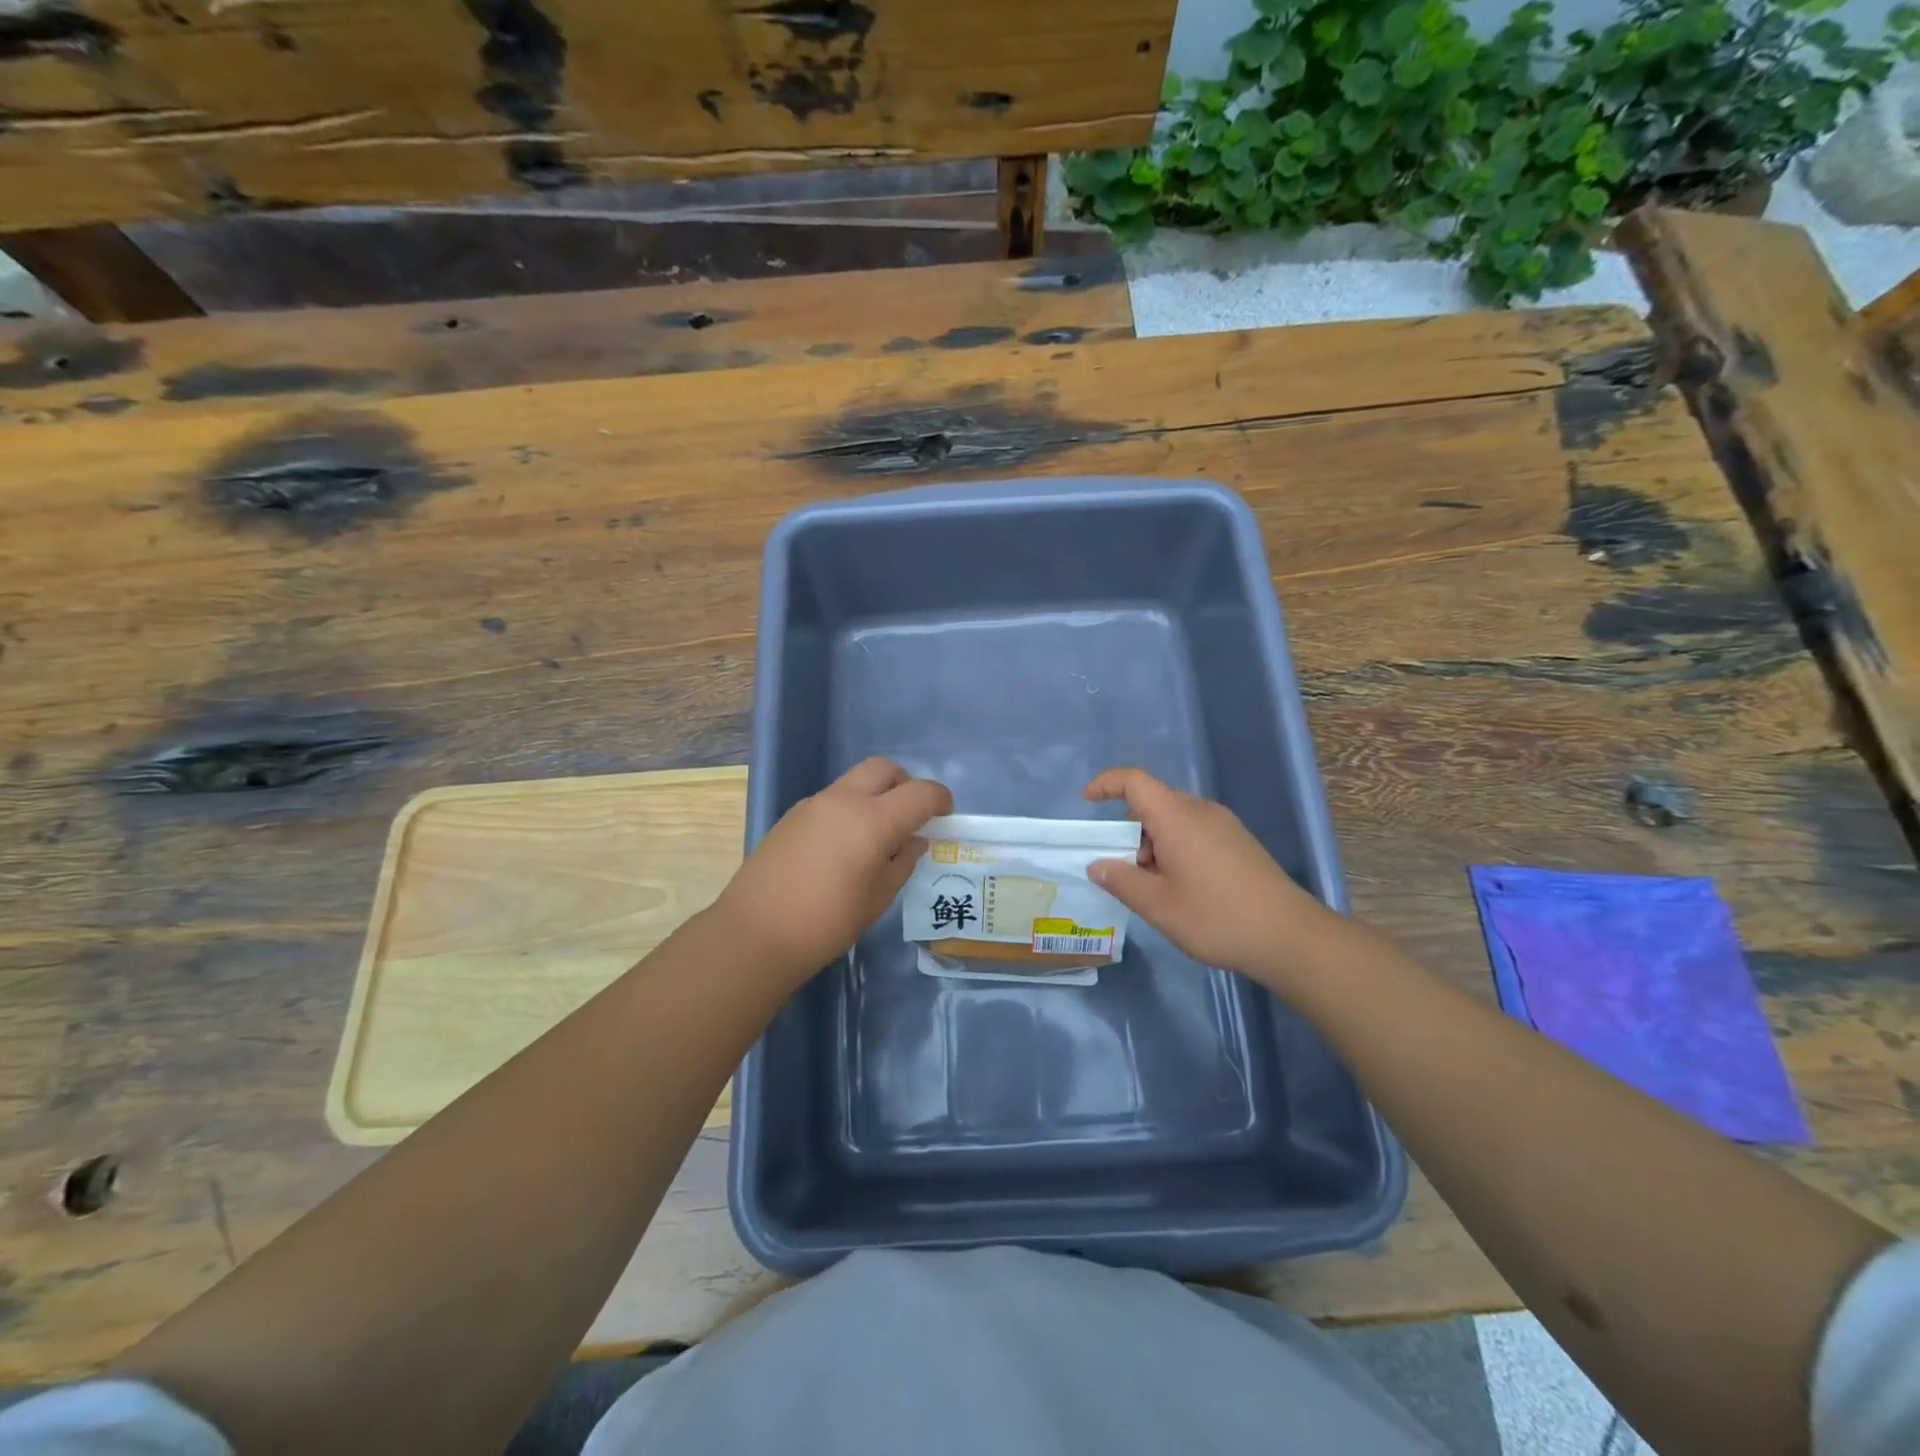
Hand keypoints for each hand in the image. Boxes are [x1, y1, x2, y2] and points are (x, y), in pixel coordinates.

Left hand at [716, 757, 951, 979]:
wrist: (755, 933)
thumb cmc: (827, 922)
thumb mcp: (878, 898)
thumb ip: (902, 862)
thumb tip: (912, 841)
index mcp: (873, 820)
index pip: (920, 793)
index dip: (940, 800)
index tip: (945, 816)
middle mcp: (844, 800)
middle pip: (884, 769)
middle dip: (905, 784)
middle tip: (910, 816)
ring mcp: (813, 804)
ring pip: (855, 781)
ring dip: (874, 796)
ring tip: (876, 837)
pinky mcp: (792, 816)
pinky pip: (832, 799)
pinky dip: (849, 809)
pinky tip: (843, 847)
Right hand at [1084, 767, 1332, 979]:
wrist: (1290, 937)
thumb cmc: (1216, 917)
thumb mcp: (1157, 905)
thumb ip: (1121, 881)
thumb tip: (1097, 865)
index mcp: (1177, 817)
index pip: (1134, 781)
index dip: (1106, 783)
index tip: (1087, 802)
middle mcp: (1201, 811)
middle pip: (1153, 803)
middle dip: (1129, 831)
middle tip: (1125, 872)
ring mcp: (1225, 825)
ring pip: (1174, 820)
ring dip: (1154, 844)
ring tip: (1156, 889)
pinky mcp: (1239, 843)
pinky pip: (1195, 832)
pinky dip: (1176, 849)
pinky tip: (1184, 889)